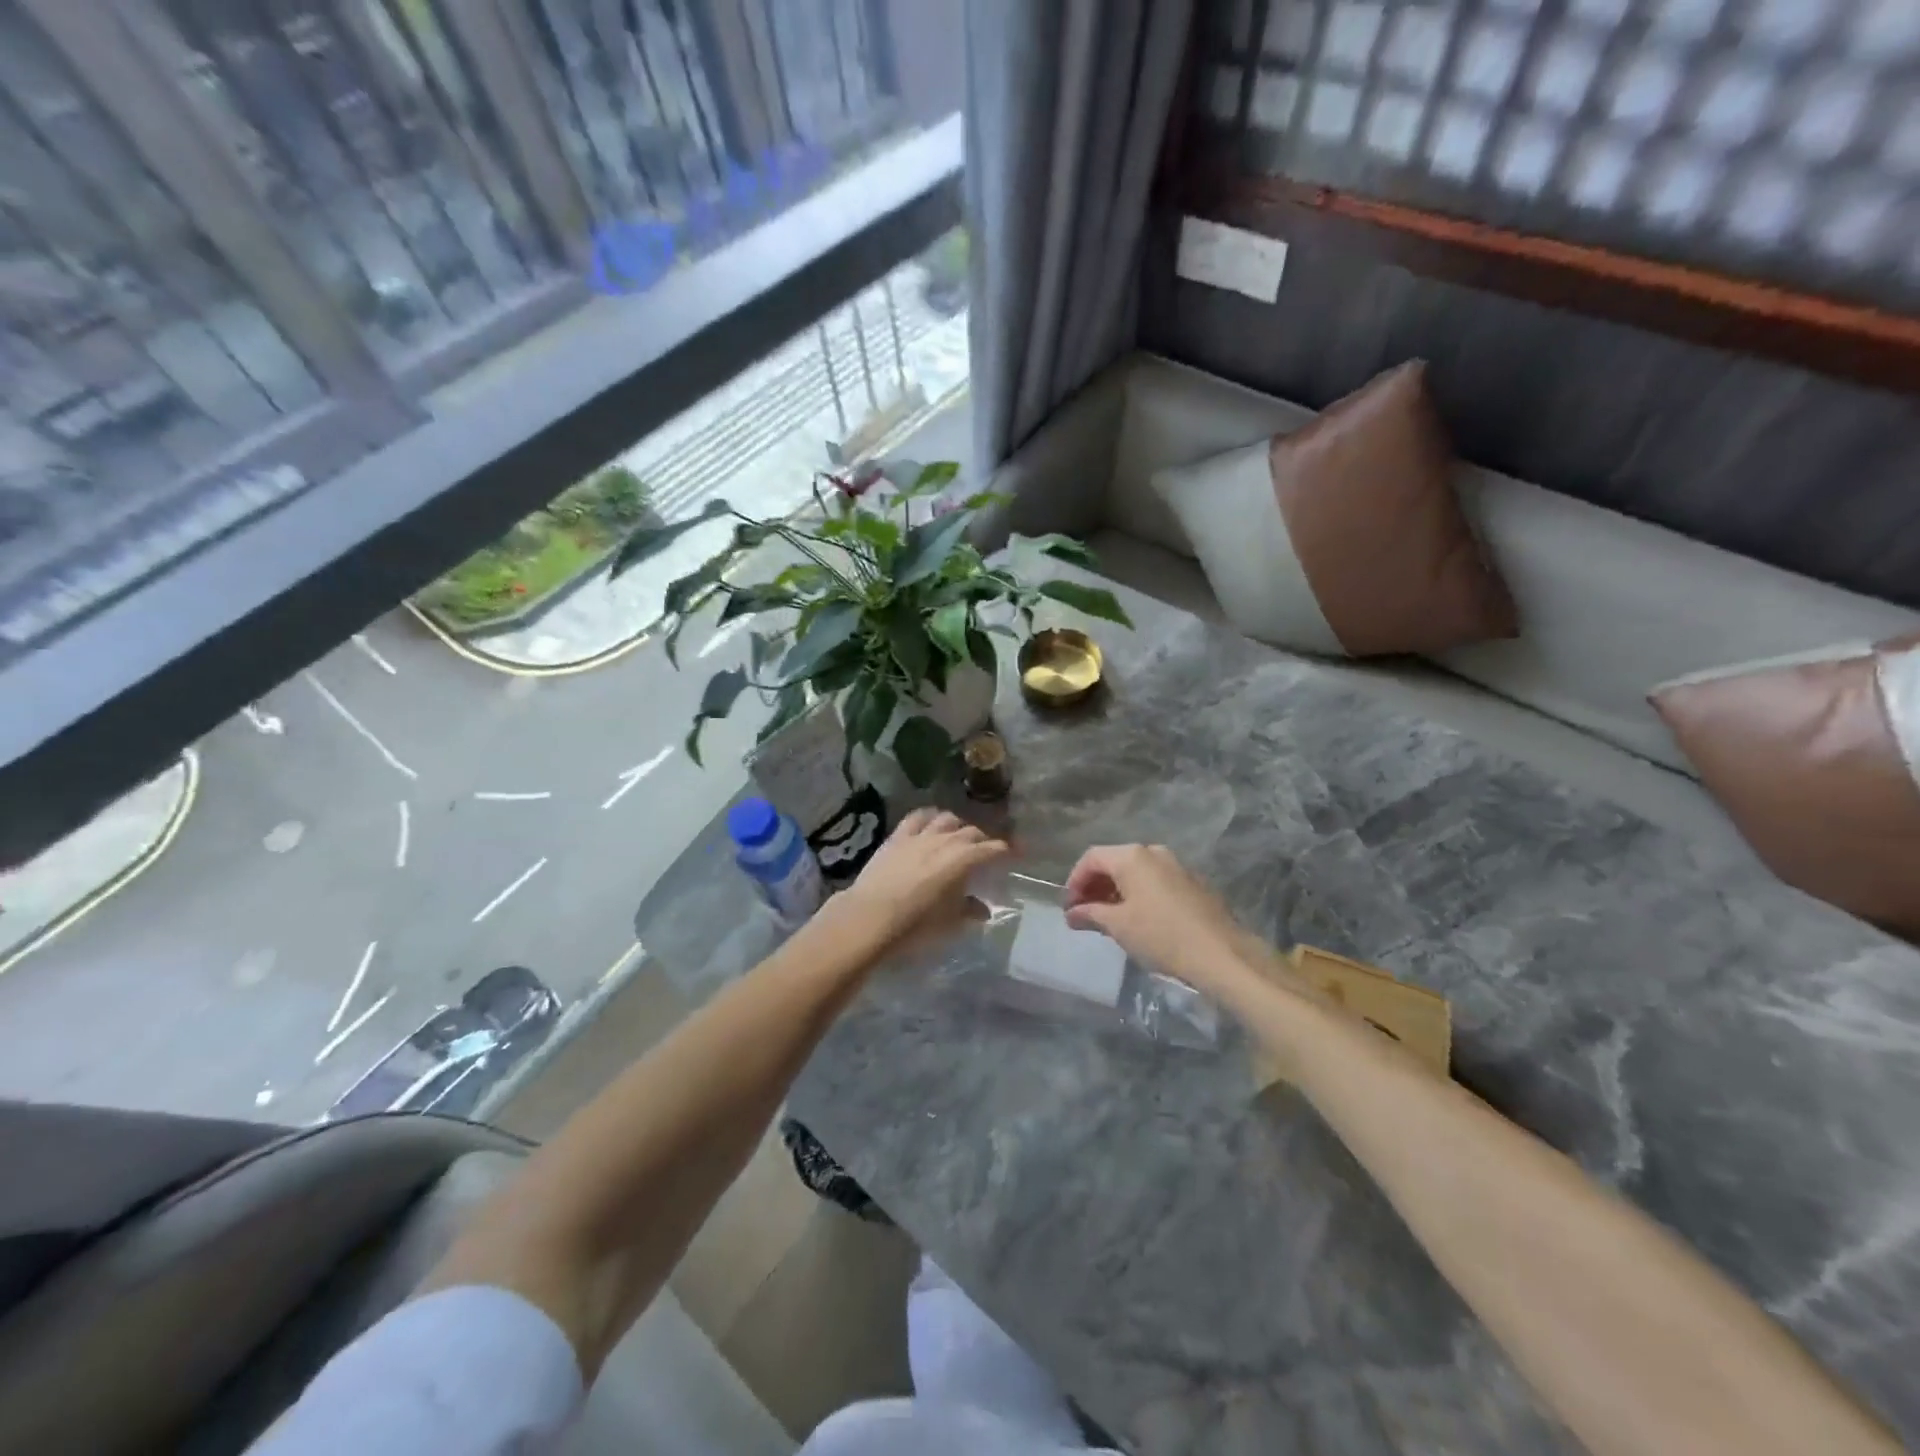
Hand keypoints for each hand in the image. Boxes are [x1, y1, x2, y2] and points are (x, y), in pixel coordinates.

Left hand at [836, 808, 1007, 954]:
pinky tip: (930, 824)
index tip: (1017, 854)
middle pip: (972, 833)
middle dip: (983, 841)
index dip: (1008, 851)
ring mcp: (920, 835)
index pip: (993, 849)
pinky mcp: (897, 836)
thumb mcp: (949, 922)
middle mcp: (946, 840)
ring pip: (946, 819)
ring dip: (957, 826)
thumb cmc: (916, 924)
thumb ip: (969, 910)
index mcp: (964, 859)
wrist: (870, 917)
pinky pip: (918, 817)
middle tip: (985, 853)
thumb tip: (983, 909)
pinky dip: (929, 818)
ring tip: (958, 837)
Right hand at [1063, 844, 1258, 993]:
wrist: (1221, 954)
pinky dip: (1139, 895)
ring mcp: (1177, 866)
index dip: (1074, 880)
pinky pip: (1156, 882)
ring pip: (1136, 872)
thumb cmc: (1161, 935)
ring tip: (1108, 919)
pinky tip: (1138, 920)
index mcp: (1132, 856)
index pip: (1092, 858)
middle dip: (1095, 886)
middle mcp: (1154, 852)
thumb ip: (1090, 914)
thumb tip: (1072, 913)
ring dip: (1116, 891)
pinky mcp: (1193, 883)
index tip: (1069, 907)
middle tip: (1084, 913)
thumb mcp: (1118, 926)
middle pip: (1114, 862)